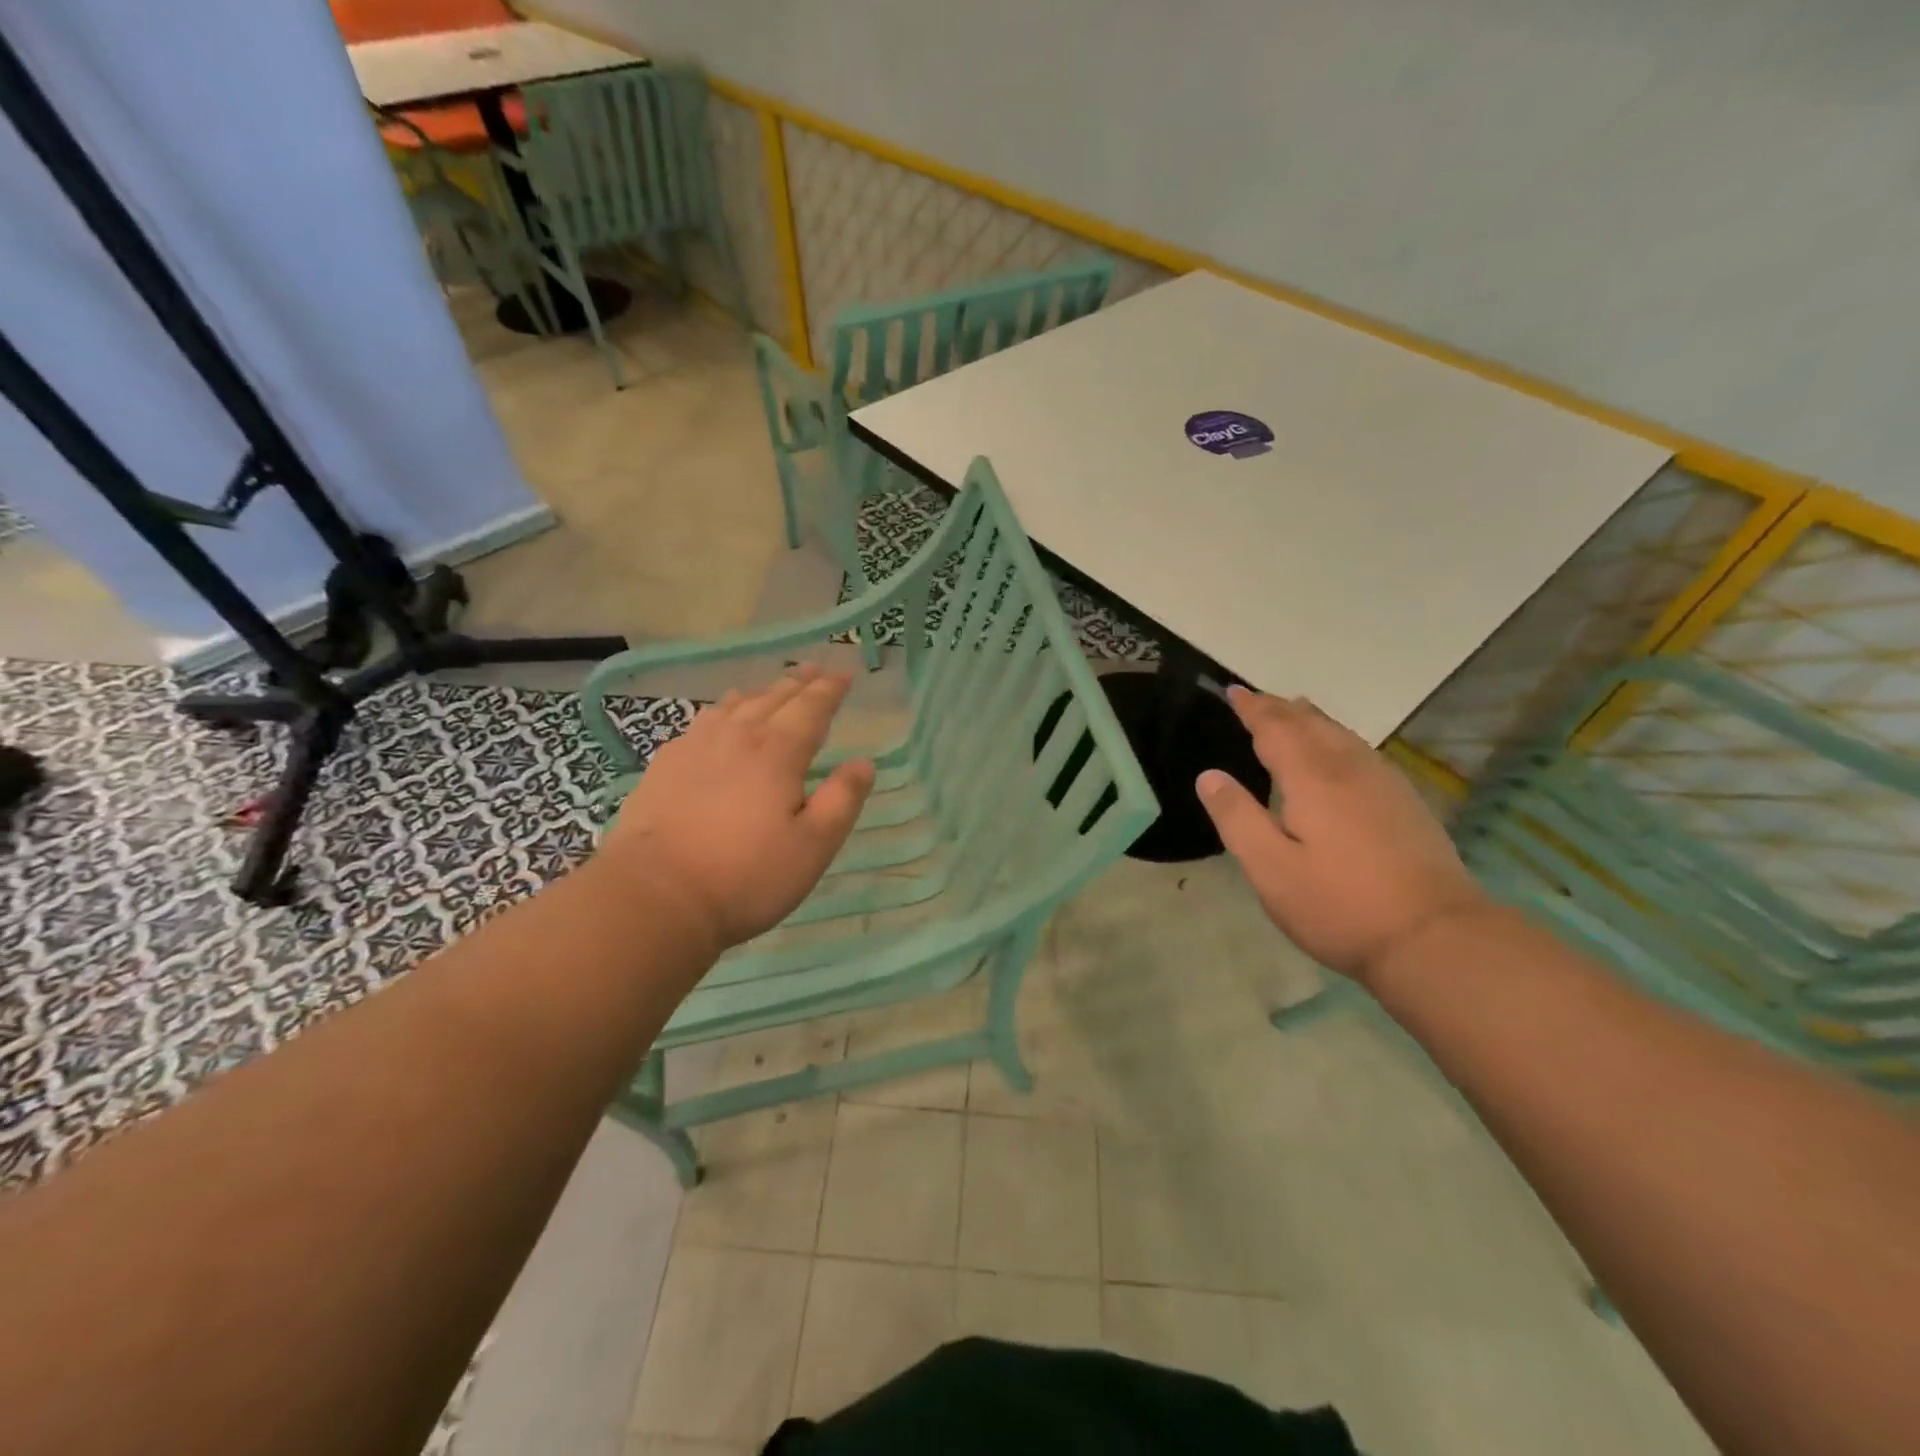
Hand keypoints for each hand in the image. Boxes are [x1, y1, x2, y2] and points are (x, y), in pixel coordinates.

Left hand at [599, 663, 874, 953]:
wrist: (655, 896)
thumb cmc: (746, 876)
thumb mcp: (813, 847)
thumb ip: (842, 800)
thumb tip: (863, 763)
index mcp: (777, 752)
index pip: (811, 708)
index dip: (830, 690)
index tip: (845, 675)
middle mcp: (737, 736)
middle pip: (772, 698)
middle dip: (798, 682)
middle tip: (814, 670)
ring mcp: (694, 747)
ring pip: (733, 705)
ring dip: (759, 693)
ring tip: (770, 690)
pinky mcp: (664, 766)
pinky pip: (701, 723)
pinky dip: (721, 712)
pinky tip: (717, 724)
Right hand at [1196, 687, 1488, 986]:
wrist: (1436, 937)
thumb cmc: (1340, 905)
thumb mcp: (1270, 869)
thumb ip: (1237, 818)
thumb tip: (1209, 776)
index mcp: (1312, 779)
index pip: (1276, 729)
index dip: (1253, 709)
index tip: (1233, 691)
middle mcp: (1350, 770)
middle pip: (1312, 724)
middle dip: (1280, 708)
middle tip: (1256, 698)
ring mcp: (1385, 785)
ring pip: (1342, 735)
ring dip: (1311, 719)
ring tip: (1294, 712)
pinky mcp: (1407, 804)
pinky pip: (1362, 752)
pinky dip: (1337, 738)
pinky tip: (1340, 753)